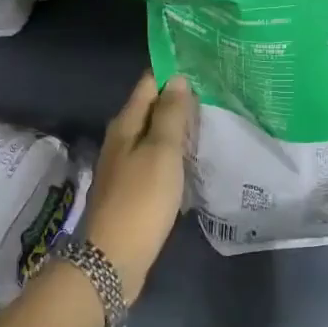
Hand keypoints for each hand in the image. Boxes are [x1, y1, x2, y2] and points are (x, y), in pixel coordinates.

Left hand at [82, 71, 193, 301]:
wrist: (113, 258)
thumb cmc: (141, 199)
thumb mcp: (161, 151)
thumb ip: (170, 114)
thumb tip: (177, 79)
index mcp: (125, 124)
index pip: (148, 84)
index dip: (172, 74)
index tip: (202, 69)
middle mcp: (120, 140)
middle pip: (150, 109)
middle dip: (177, 100)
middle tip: (214, 94)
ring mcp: (124, 166)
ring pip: (153, 136)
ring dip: (176, 129)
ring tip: (208, 123)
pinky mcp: (131, 190)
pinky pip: (155, 160)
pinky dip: (172, 154)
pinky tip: (191, 159)